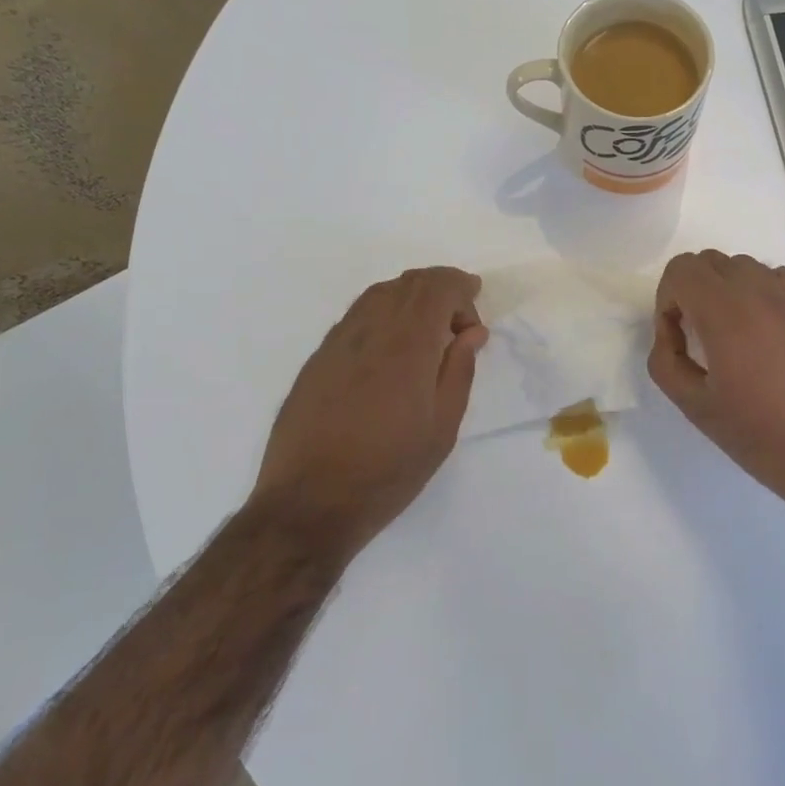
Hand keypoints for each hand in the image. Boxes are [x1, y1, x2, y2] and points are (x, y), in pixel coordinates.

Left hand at [254, 267, 487, 556]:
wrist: (309, 502)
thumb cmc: (388, 470)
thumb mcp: (442, 427)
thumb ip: (459, 370)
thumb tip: (471, 332)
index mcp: (407, 345)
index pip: (437, 287)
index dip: (462, 290)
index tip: (474, 323)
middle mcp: (370, 330)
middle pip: (408, 282)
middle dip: (440, 289)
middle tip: (458, 323)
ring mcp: (338, 341)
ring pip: (379, 293)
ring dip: (411, 298)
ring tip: (428, 331)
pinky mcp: (318, 358)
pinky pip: (357, 314)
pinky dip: (384, 313)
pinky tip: (391, 347)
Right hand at [649, 251, 784, 510]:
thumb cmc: (759, 435)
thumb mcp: (695, 407)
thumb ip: (666, 361)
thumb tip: (670, 334)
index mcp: (726, 313)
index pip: (682, 269)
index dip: (667, 298)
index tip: (677, 336)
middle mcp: (761, 293)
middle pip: (711, 261)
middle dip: (692, 291)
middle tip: (698, 336)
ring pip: (745, 266)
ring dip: (727, 289)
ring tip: (733, 335)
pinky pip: (779, 279)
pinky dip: (761, 292)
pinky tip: (766, 333)